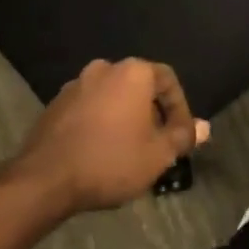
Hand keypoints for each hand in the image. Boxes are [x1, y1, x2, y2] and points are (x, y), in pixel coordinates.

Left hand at [11, 58, 210, 214]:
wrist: (44, 180)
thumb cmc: (111, 161)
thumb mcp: (158, 154)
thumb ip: (182, 136)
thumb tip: (204, 126)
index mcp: (134, 72)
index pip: (168, 80)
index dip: (180, 109)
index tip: (180, 137)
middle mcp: (105, 68)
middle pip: (139, 87)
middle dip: (151, 114)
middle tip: (156, 144)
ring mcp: (76, 84)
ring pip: (113, 97)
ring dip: (124, 118)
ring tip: (128, 151)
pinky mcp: (55, 104)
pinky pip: (89, 108)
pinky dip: (100, 123)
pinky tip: (100, 151)